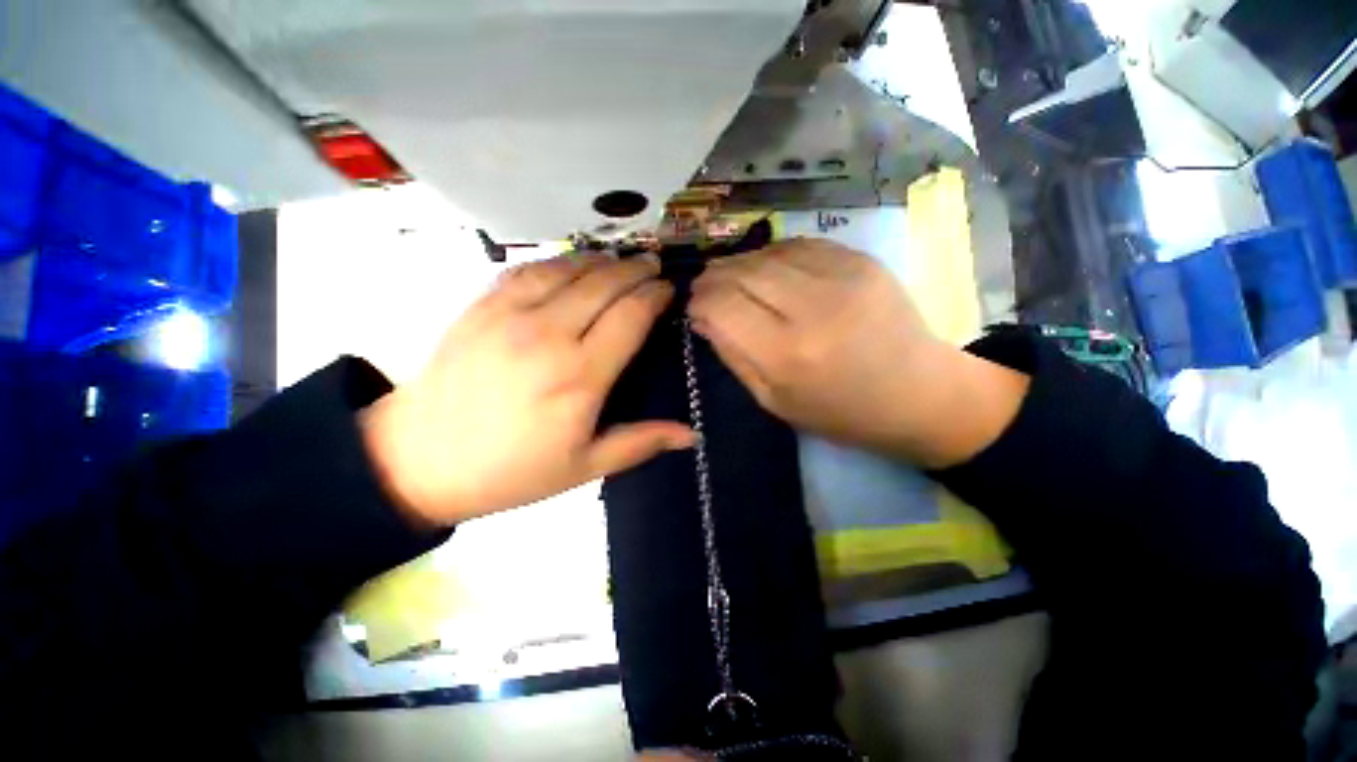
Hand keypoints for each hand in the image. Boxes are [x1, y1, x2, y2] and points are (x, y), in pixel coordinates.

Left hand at [362, 253, 695, 527]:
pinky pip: (528, 269)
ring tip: (620, 258)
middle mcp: (549, 335)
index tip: (668, 289)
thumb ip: (640, 444)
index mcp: (580, 376)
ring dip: (601, 259)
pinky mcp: (481, 307)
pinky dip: (558, 260)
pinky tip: (571, 262)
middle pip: (604, 284)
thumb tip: (692, 435)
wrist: (419, 459)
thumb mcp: (584, 467)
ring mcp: (510, 314)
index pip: (631, 316)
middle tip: (653, 265)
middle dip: (635, 269)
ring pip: (568, 268)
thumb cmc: (511, 470)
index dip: (655, 295)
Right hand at [687, 238, 1027, 468]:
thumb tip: (704, 317)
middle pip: (741, 272)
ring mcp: (842, 276)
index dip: (699, 301)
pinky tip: (769, 272)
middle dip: (713, 277)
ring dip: (741, 264)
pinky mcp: (861, 260)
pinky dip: (774, 256)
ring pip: (767, 252)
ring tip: (735, 280)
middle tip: (706, 288)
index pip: (722, 306)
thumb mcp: (774, 400)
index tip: (694, 307)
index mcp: (787, 354)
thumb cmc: (840, 412)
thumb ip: (734, 355)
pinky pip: (799, 245)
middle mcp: (812, 307)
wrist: (921, 394)